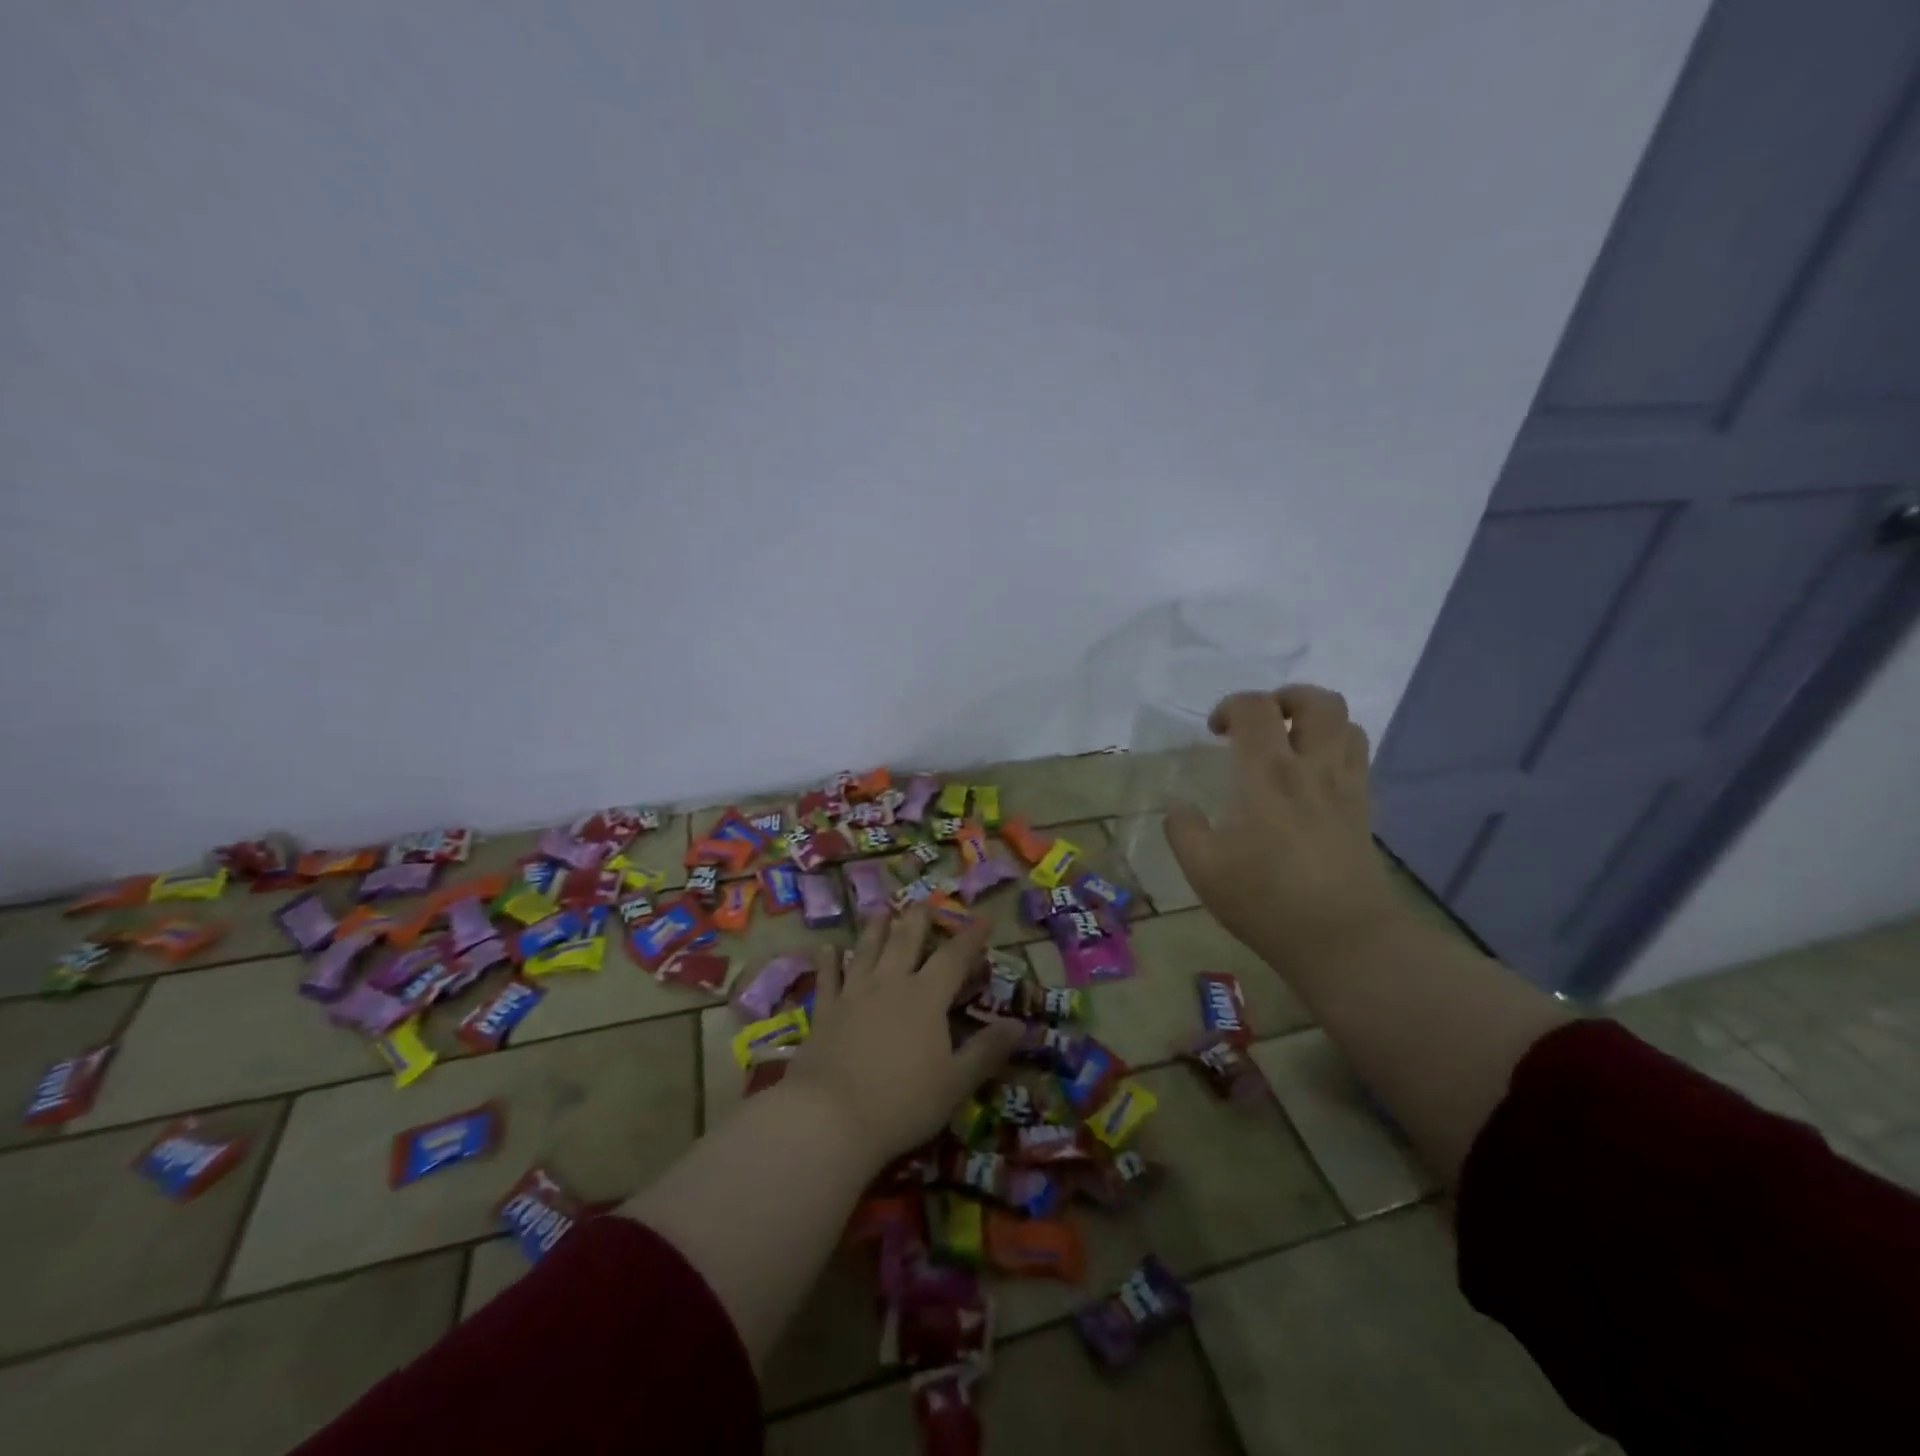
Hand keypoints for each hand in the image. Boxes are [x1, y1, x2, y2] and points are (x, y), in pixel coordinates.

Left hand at [783, 908, 1023, 1165]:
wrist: (830, 1117)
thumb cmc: (902, 1102)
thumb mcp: (956, 1082)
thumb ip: (987, 1050)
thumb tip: (1019, 1023)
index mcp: (926, 997)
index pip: (953, 957)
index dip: (970, 937)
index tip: (983, 919)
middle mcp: (890, 984)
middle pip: (905, 941)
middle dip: (918, 920)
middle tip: (923, 903)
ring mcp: (853, 995)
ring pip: (866, 951)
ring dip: (875, 929)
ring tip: (880, 911)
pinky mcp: (825, 1012)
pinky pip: (828, 979)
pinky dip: (827, 961)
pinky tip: (826, 948)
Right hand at [1164, 684, 1401, 968]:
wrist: (1343, 939)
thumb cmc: (1267, 901)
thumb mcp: (1204, 870)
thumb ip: (1183, 830)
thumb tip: (1179, 808)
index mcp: (1268, 774)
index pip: (1256, 708)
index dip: (1231, 706)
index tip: (1214, 733)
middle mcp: (1313, 768)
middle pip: (1319, 701)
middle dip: (1286, 698)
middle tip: (1261, 723)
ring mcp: (1346, 787)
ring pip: (1347, 725)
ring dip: (1316, 722)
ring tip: (1289, 745)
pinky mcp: (1364, 810)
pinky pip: (1357, 758)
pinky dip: (1334, 750)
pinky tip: (1310, 780)